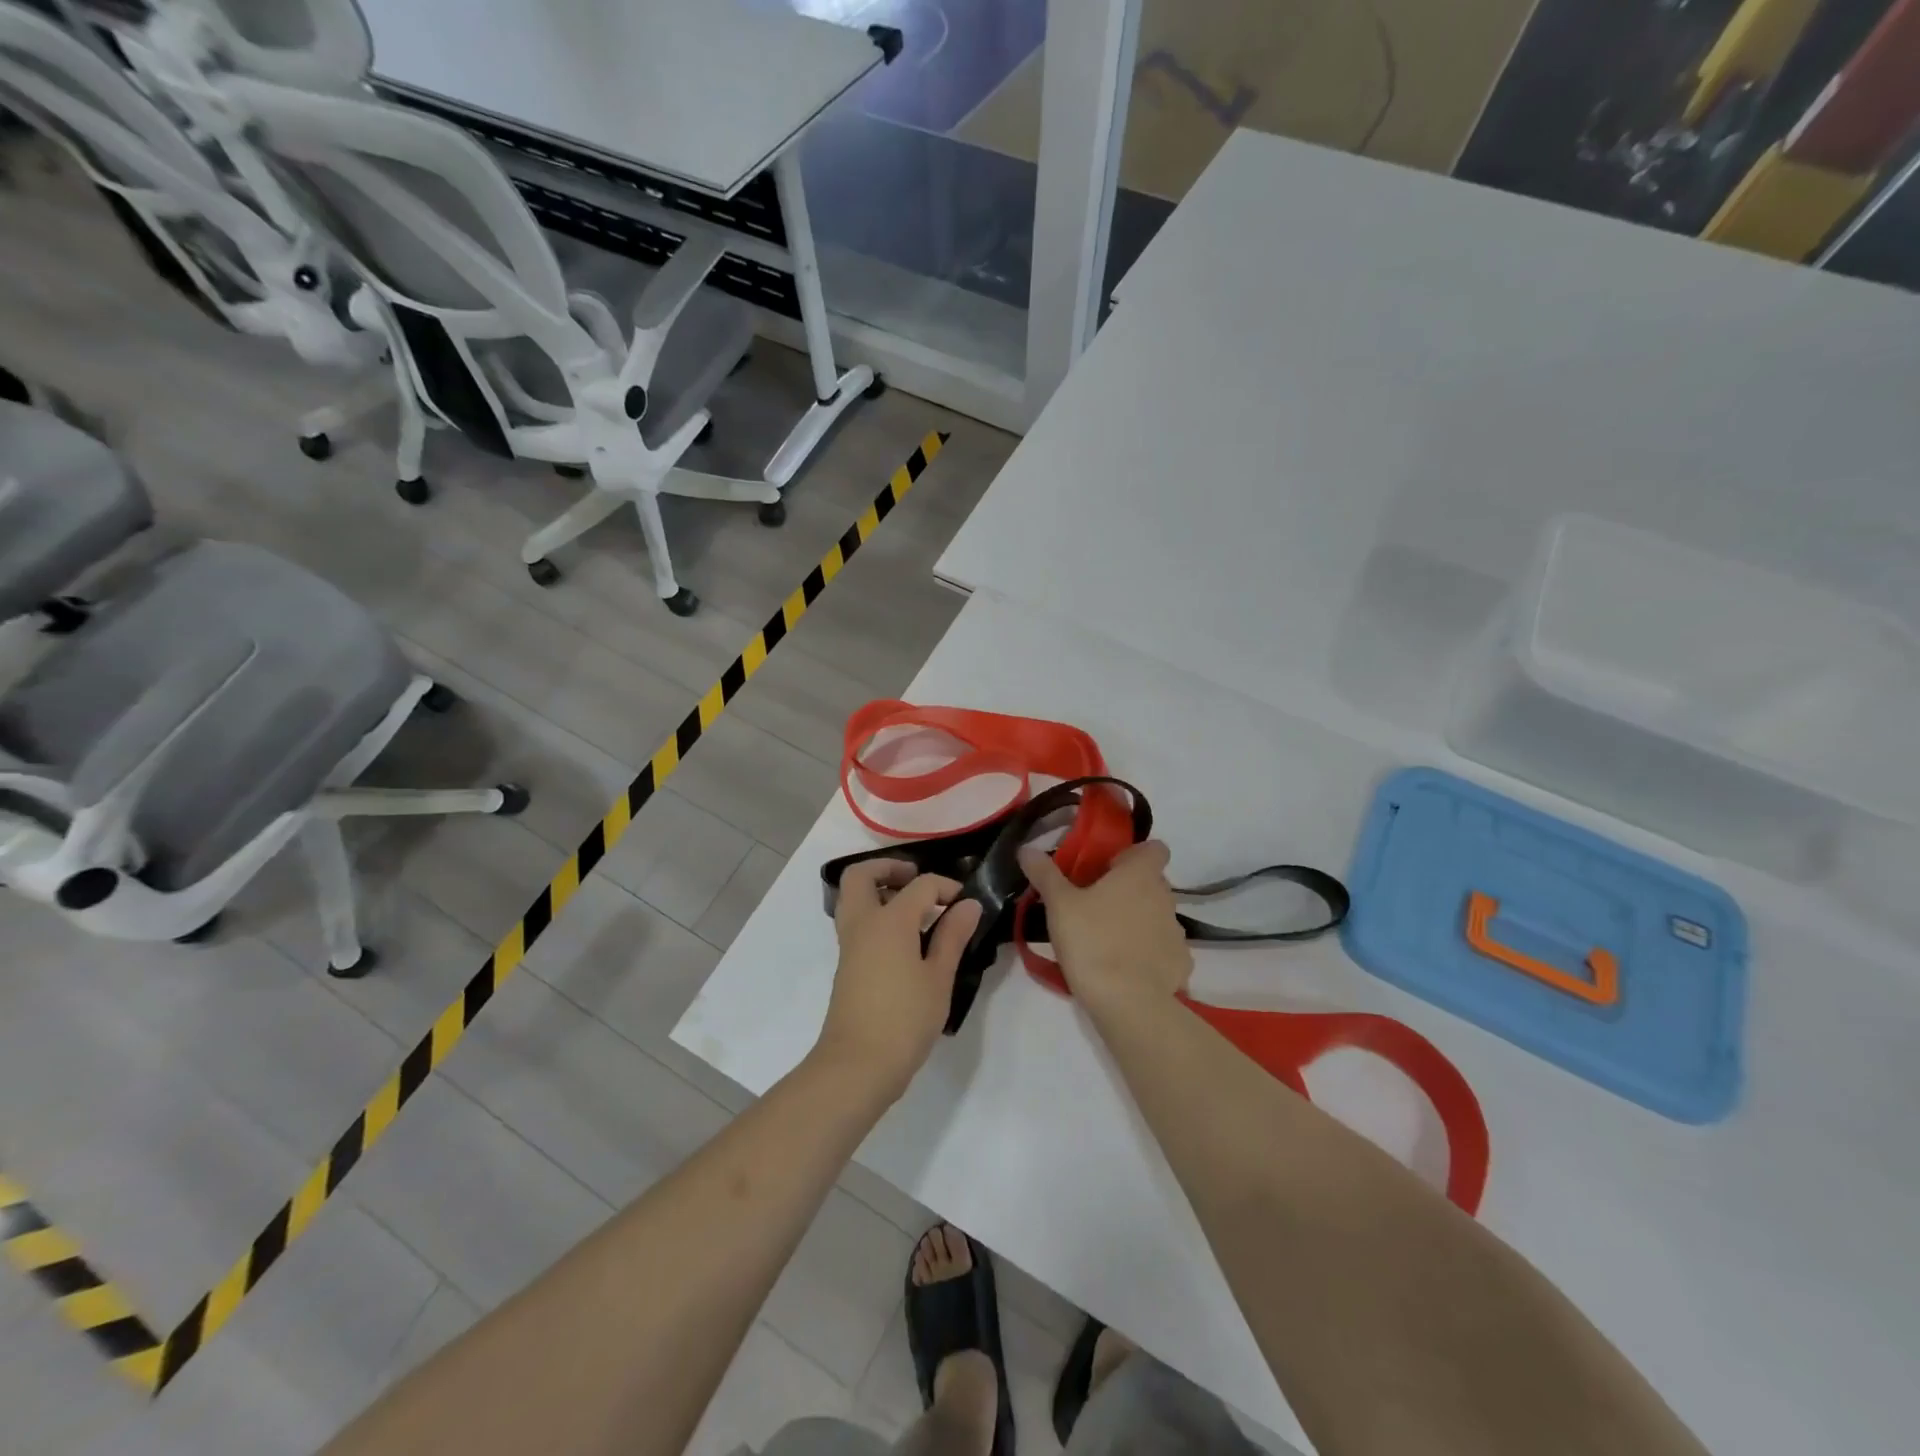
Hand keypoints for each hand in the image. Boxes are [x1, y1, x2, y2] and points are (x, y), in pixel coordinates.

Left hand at [814, 860, 983, 1101]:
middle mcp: (863, 923)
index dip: (946, 887)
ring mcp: (850, 944)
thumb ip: (952, 936)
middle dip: (889, 868)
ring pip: (854, 897)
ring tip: (915, 909)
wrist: (857, 1065)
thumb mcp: (939, 977)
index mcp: (889, 920)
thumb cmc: (904, 1019)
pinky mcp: (847, 964)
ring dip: (880, 890)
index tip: (966, 903)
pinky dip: (876, 914)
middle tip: (918, 881)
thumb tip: (968, 904)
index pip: (920, 885)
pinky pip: (857, 921)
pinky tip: (905, 939)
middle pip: (862, 875)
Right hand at [1020, 841, 1190, 1016]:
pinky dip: (1148, 954)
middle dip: (1128, 890)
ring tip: (1106, 941)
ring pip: (1156, 916)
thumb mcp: (1059, 905)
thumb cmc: (1092, 941)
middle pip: (1152, 883)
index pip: (1155, 849)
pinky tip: (1125, 969)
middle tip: (1095, 906)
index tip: (1108, 869)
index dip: (1133, 855)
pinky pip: (1163, 950)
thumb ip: (1045, 874)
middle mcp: (1165, 897)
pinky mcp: (1180, 964)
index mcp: (1140, 875)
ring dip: (1138, 921)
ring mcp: (1176, 932)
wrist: (1128, 1003)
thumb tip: (1027, 848)